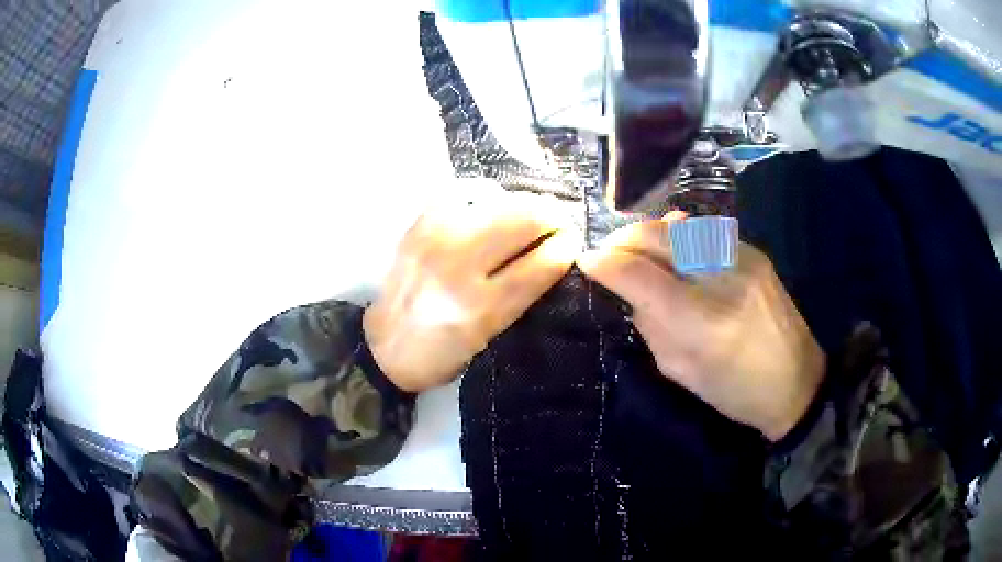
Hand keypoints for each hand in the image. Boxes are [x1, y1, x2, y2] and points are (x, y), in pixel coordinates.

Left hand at [364, 197, 579, 392]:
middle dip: (553, 216)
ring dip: (525, 203)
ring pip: (499, 198)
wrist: (386, 345)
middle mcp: (458, 266)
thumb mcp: (492, 337)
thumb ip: (523, 295)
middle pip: (524, 218)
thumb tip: (554, 252)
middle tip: (558, 223)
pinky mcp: (420, 223)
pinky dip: (488, 195)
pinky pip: (465, 190)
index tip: (573, 242)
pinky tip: (494, 206)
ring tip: (530, 214)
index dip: (567, 246)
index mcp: (481, 309)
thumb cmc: (444, 352)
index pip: (542, 262)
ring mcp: (436, 238)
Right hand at [578, 214, 824, 440]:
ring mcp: (742, 258)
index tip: (586, 261)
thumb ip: (651, 325)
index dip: (605, 263)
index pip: (639, 275)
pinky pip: (704, 232)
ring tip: (637, 249)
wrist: (796, 381)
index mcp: (701, 321)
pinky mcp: (754, 252)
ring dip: (649, 234)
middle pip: (658, 236)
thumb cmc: (735, 391)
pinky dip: (679, 236)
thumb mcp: (681, 371)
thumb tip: (631, 291)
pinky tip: (674, 249)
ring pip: (680, 225)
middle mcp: (721, 278)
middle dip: (623, 239)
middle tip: (608, 252)